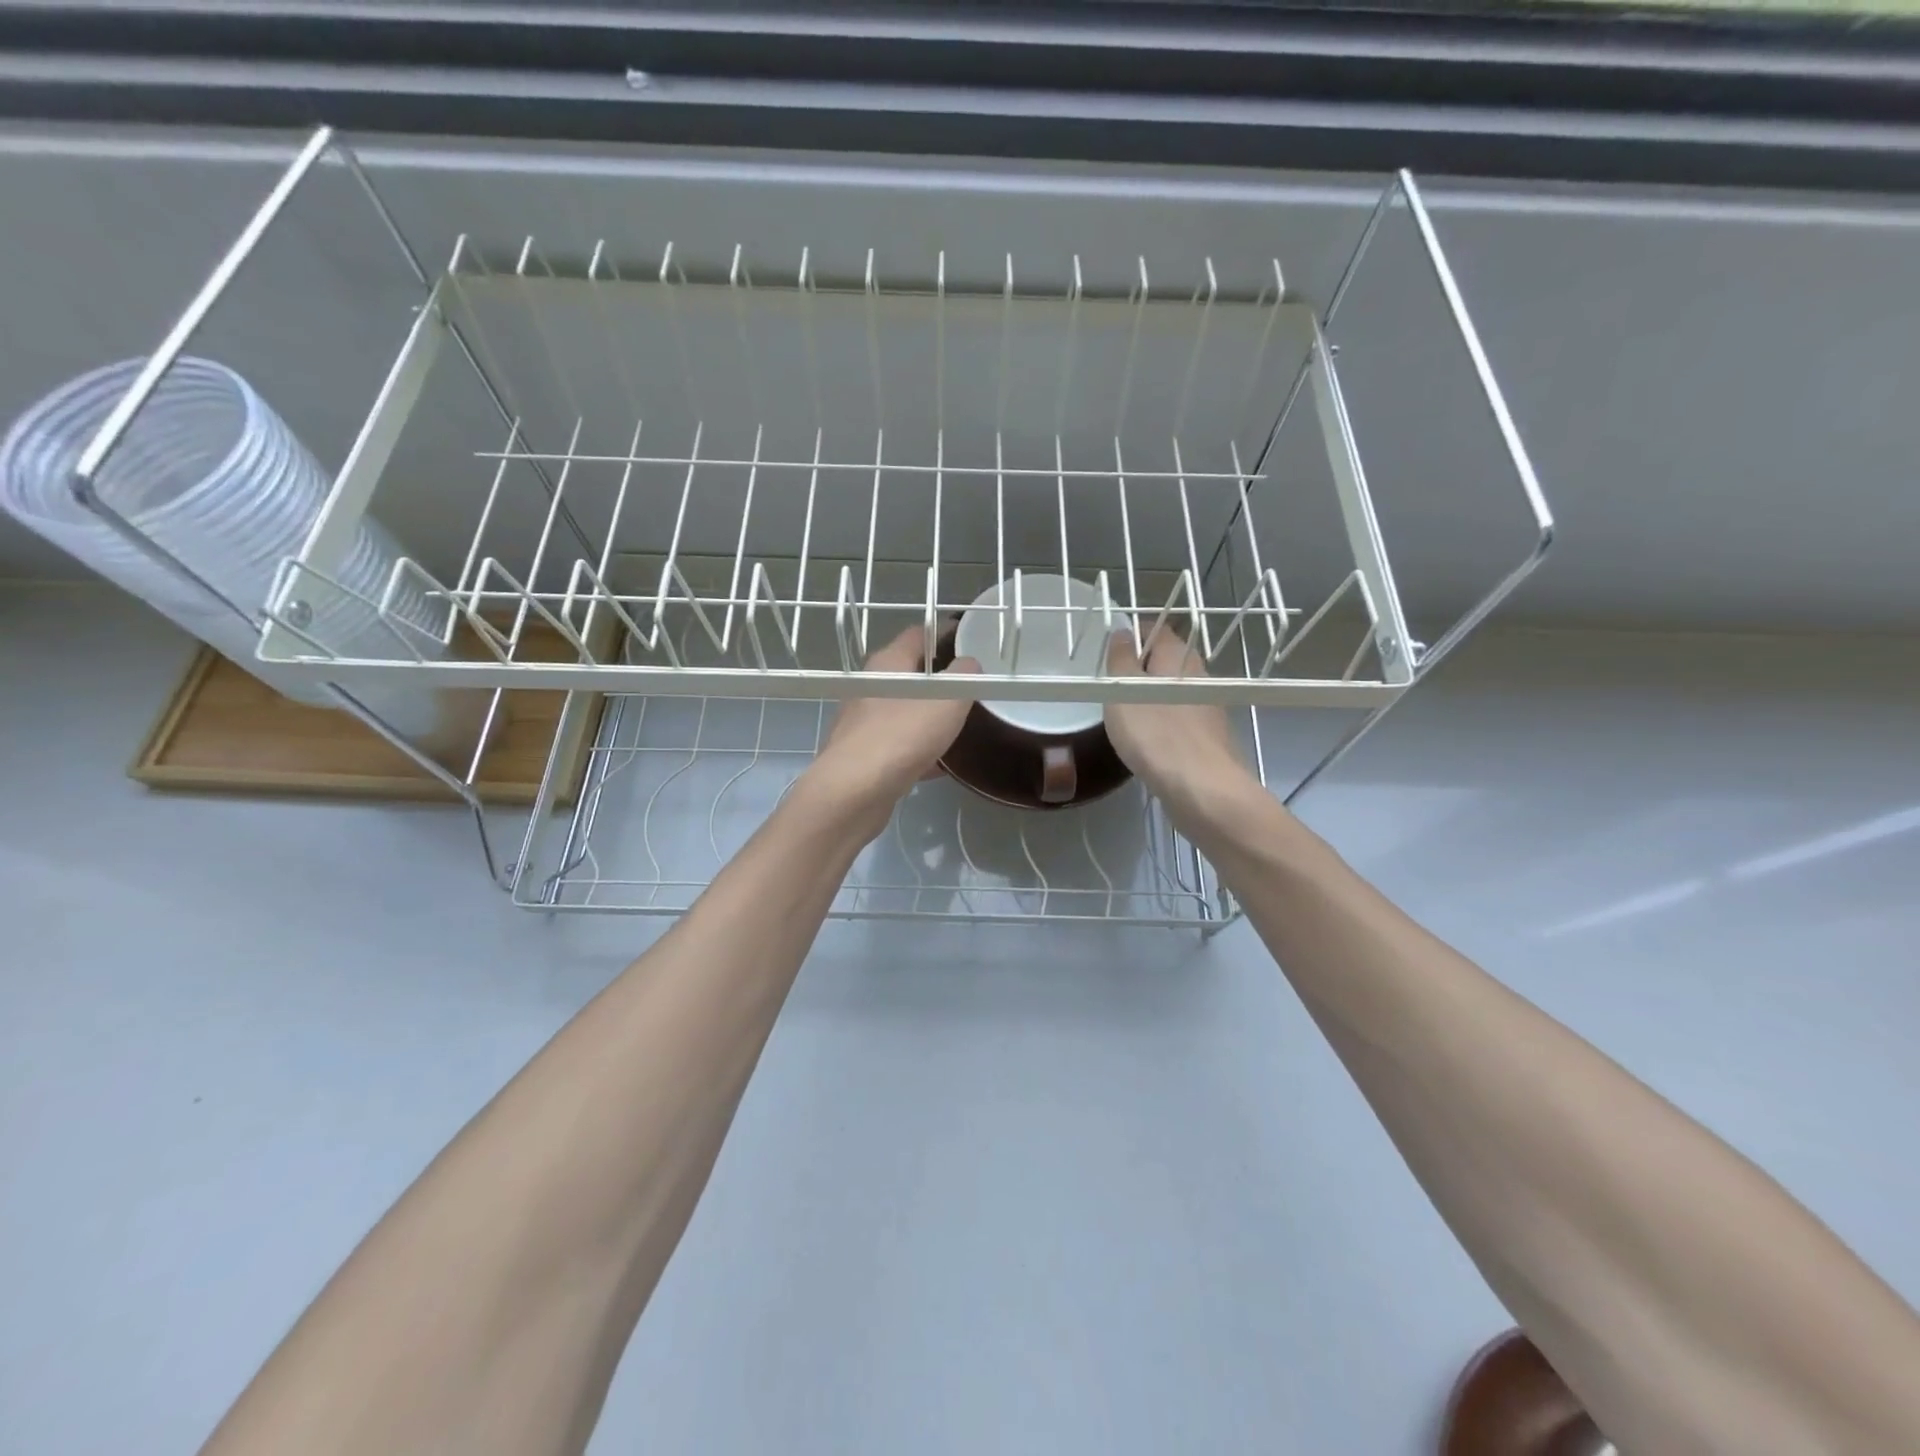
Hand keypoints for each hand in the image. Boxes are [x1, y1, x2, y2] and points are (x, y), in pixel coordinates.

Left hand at [809, 623, 979, 824]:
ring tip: (962, 723)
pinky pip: (898, 742)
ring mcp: (863, 721)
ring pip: (904, 710)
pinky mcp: (863, 754)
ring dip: (929, 714)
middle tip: (973, 686)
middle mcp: (870, 687)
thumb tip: (970, 664)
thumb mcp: (948, 700)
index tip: (972, 640)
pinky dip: (920, 747)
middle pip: (911, 673)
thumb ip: (965, 677)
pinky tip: (941, 764)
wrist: (853, 792)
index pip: (918, 634)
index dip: (945, 632)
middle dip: (941, 678)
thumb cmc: (902, 736)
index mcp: (888, 664)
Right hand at [1104, 624, 1255, 818]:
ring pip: (1171, 691)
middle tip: (1110, 687)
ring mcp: (1207, 707)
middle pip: (1164, 660)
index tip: (1107, 652)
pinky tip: (1146, 741)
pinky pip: (1179, 718)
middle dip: (1137, 669)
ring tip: (1123, 715)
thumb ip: (1120, 659)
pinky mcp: (1208, 736)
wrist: (1204, 790)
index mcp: (1178, 655)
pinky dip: (1161, 722)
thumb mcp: (1124, 691)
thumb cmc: (1157, 734)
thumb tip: (1122, 632)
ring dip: (1148, 697)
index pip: (1154, 628)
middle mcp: (1198, 675)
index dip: (1130, 634)